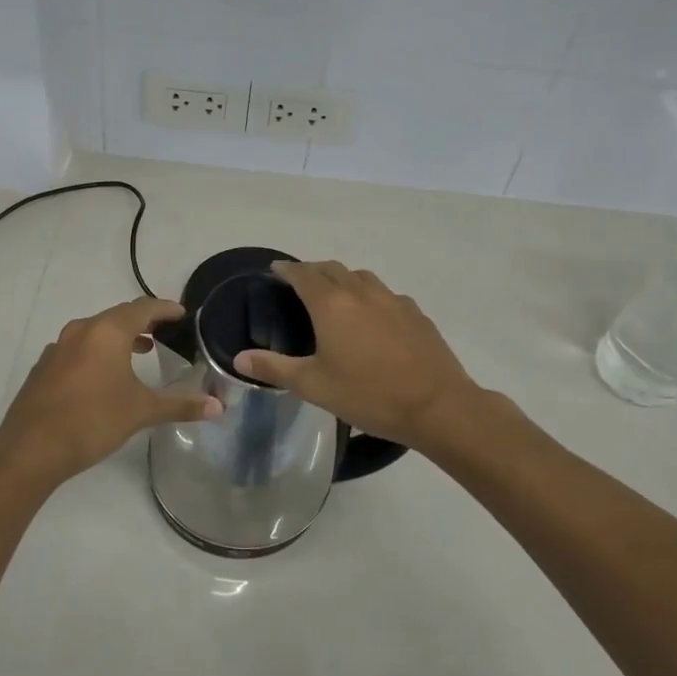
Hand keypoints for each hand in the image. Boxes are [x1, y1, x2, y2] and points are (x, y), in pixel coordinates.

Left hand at [0, 296, 220, 490]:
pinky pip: (78, 347)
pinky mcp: (44, 366)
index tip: (182, 313)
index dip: (165, 309)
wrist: (30, 448)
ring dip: (120, 336)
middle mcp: (82, 330)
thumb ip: (180, 405)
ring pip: (96, 331)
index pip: (143, 308)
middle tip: (166, 330)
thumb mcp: (142, 411)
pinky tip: (104, 374)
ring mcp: (58, 347)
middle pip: (118, 316)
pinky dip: (98, 351)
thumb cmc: (93, 421)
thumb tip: (218, 408)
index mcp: (108, 331)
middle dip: (144, 321)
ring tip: (142, 349)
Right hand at [233, 261, 479, 450]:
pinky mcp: (415, 313)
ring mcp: (393, 300)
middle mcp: (361, 292)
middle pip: (332, 269)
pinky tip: (372, 317)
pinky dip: (370, 296)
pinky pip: (385, 294)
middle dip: (313, 270)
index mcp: (331, 305)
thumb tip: (239, 357)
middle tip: (300, 282)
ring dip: (342, 279)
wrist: (437, 406)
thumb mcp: (314, 386)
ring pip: (361, 277)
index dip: (287, 269)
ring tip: (334, 295)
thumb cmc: (368, 395)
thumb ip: (274, 368)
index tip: (275, 269)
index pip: (303, 274)